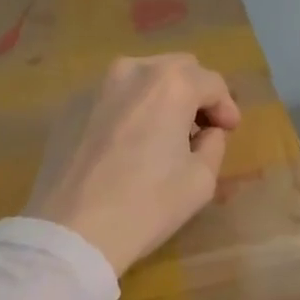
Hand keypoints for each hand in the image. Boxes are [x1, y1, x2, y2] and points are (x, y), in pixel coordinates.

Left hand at [26, 54, 242, 277]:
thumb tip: (205, 133)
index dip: (226, 107)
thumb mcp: (201, 180)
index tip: (229, 131)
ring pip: (141, 77)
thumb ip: (213, 145)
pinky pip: (111, 96)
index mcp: (171, 83)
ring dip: (160, 96)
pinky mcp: (70, 106)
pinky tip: (127, 142)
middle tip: (199, 127)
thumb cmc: (146, 204)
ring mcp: (96, 85)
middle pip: (177, 69)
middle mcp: (133, 71)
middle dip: (194, 93)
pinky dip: (128, 108)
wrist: (71, 231)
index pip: (211, 83)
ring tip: (162, 131)